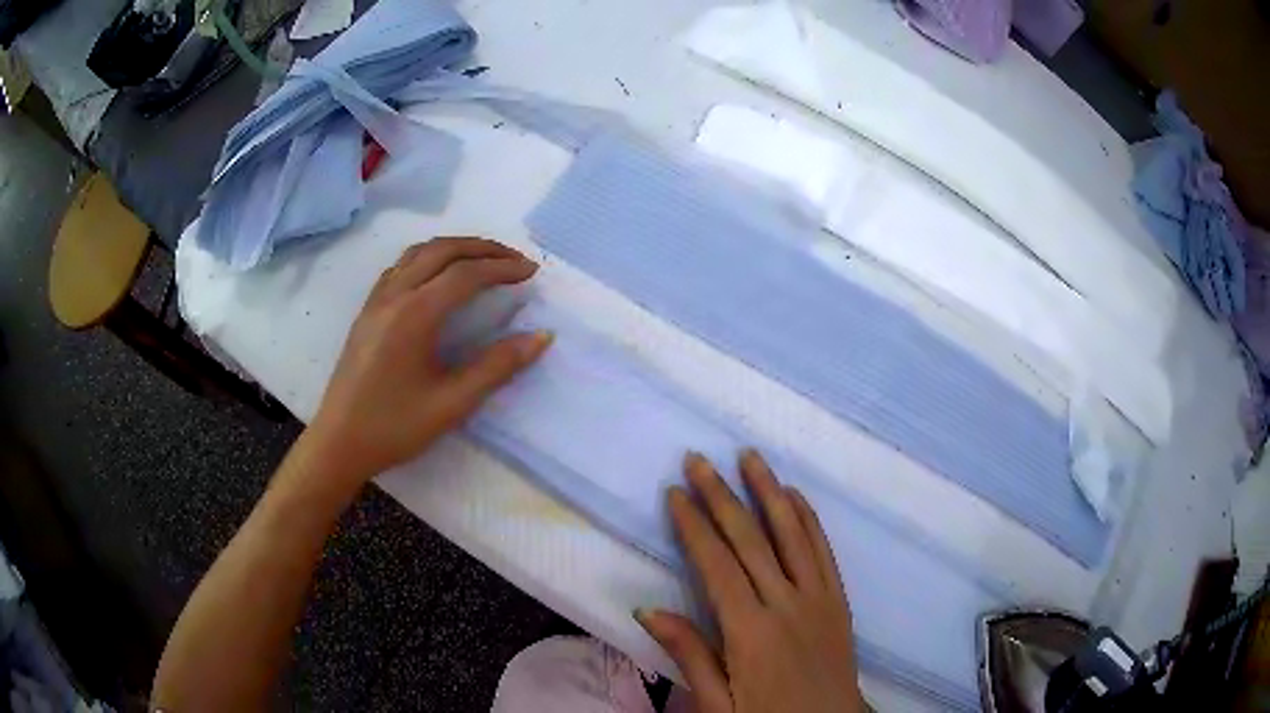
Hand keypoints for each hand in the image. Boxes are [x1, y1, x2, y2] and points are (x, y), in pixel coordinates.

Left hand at [307, 238, 550, 485]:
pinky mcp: (367, 311)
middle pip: (442, 250)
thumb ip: (497, 367)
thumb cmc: (395, 427)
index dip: (502, 268)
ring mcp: (376, 301)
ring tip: (482, 260)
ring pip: (417, 253)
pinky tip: (438, 276)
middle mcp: (393, 296)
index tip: (532, 271)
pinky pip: (400, 267)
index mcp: (414, 315)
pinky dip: (428, 258)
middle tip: (514, 259)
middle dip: (482, 248)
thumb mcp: (452, 403)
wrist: (339, 443)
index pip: (466, 275)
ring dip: (454, 248)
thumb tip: (541, 337)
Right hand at [637, 451, 864, 712]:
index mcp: (750, 632)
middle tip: (698, 459)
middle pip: (750, 539)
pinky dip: (807, 518)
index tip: (675, 493)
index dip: (694, 525)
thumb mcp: (717, 705)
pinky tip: (794, 495)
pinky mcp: (838, 600)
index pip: (716, 565)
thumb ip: (689, 655)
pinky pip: (822, 550)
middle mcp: (786, 604)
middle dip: (721, 496)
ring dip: (768, 491)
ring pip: (791, 533)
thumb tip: (648, 609)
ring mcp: (818, 597)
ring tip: (749, 456)